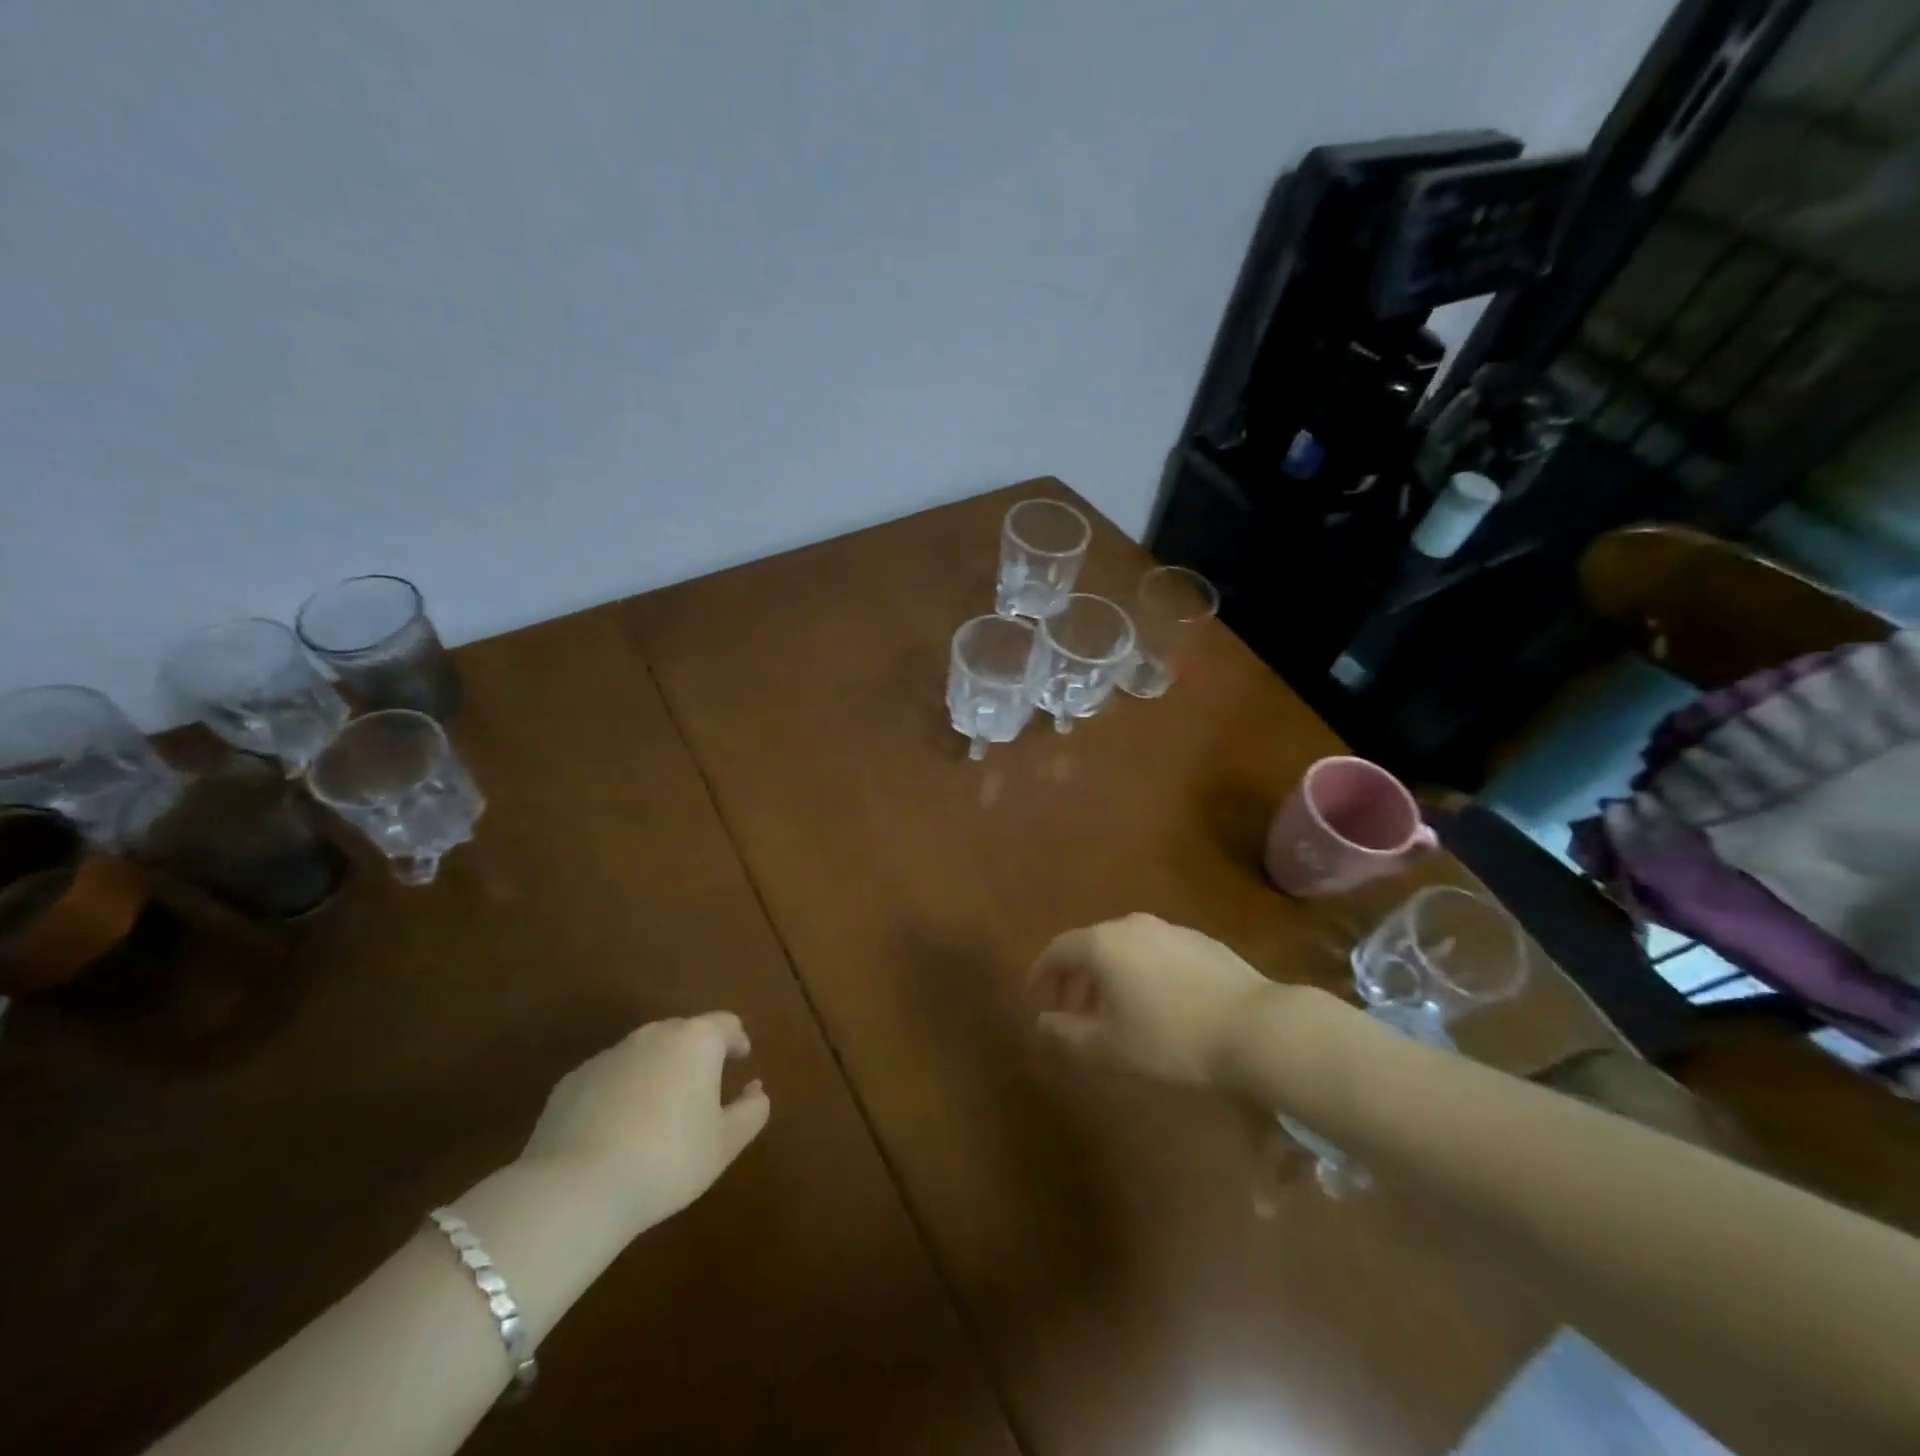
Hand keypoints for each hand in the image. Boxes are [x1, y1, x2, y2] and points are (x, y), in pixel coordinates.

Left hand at [520, 1014, 769, 1235]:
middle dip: (695, 1055)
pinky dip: (620, 1093)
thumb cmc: (667, 1160)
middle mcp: (654, 1035)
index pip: (726, 1024)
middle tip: (702, 1089)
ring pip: (644, 1054)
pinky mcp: (572, 1081)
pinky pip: (608, 1078)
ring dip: (657, 1073)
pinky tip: (616, 1131)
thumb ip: (751, 1111)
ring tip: (658, 1113)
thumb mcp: (724, 1144)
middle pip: (683, 1034)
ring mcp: (609, 1055)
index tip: (741, 1059)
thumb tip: (756, 1090)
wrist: (574, 1190)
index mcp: (696, 1041)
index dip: (737, 1040)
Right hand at [1030, 913, 1276, 1085]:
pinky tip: (1155, 1004)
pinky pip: (1154, 951)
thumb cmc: (1171, 1037)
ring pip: (1124, 948)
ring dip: (1109, 976)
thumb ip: (1068, 1033)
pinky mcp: (1199, 940)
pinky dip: (1140, 972)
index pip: (1058, 949)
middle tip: (1072, 1012)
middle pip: (1091, 945)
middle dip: (1075, 978)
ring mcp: (1169, 929)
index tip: (1037, 998)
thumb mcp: (1111, 1046)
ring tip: (1113, 1012)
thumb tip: (1043, 1022)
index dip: (1042, 973)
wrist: (1254, 1026)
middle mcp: (1132, 925)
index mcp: (1103, 943)